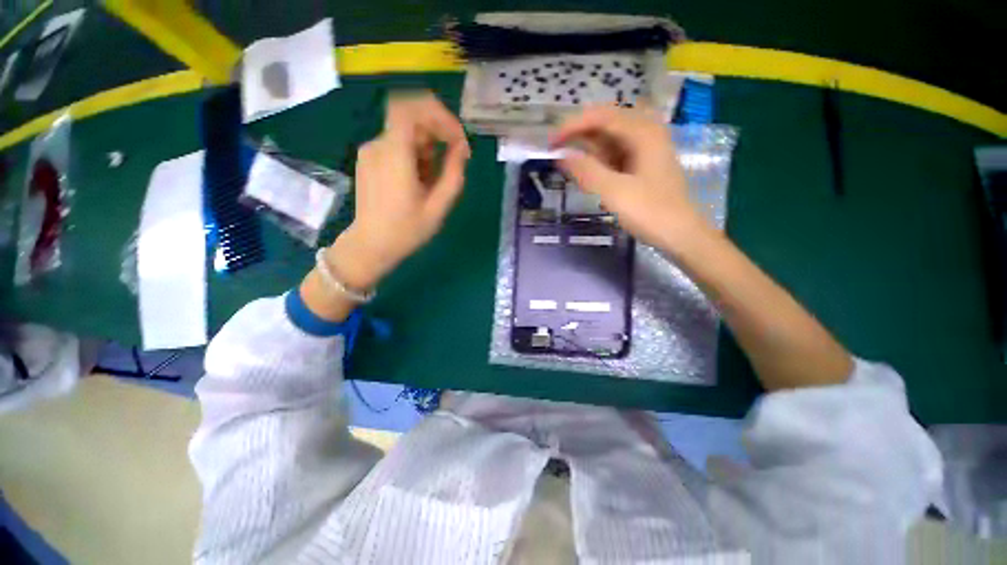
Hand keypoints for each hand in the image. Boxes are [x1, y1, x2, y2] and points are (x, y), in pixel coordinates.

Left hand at [327, 91, 470, 289]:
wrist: (370, 246)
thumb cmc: (406, 231)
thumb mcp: (438, 207)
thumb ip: (453, 174)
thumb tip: (461, 149)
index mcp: (394, 155)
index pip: (411, 108)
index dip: (438, 114)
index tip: (456, 138)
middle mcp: (378, 145)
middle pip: (411, 119)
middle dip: (438, 134)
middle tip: (453, 161)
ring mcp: (370, 152)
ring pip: (406, 133)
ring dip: (428, 148)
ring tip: (434, 180)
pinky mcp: (369, 160)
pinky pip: (397, 145)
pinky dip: (415, 155)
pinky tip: (420, 181)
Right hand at [551, 105, 703, 250]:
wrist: (680, 234)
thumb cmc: (650, 212)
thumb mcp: (614, 192)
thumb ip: (587, 171)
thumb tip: (562, 156)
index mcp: (642, 133)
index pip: (601, 116)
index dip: (572, 125)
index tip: (551, 142)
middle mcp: (645, 134)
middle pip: (605, 124)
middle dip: (579, 136)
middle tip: (556, 152)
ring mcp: (645, 150)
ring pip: (609, 141)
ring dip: (587, 151)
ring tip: (568, 165)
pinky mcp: (642, 165)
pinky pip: (615, 155)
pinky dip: (598, 162)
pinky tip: (589, 175)